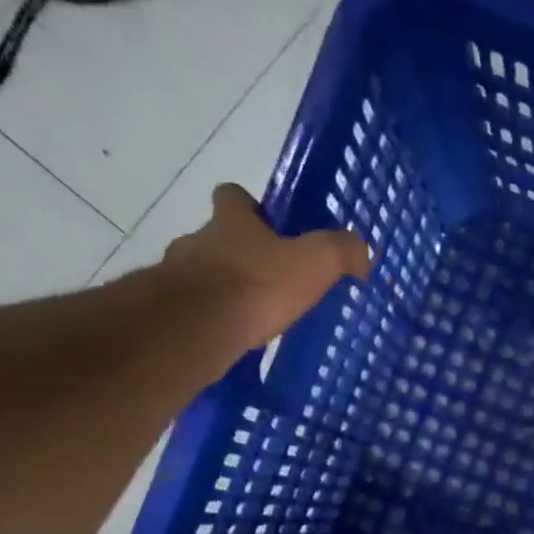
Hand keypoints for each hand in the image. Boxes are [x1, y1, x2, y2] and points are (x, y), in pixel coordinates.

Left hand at [163, 183, 371, 343]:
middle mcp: (198, 240)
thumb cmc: (256, 286)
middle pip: (216, 237)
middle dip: (239, 254)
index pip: (232, 196)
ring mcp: (177, 276)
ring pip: (202, 275)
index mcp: (231, 222)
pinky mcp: (170, 312)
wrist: (195, 328)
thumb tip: (362, 252)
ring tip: (252, 315)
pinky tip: (234, 337)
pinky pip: (194, 310)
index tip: (267, 225)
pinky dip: (213, 320)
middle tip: (269, 279)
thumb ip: (341, 251)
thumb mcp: (314, 263)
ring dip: (223, 289)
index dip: (248, 206)